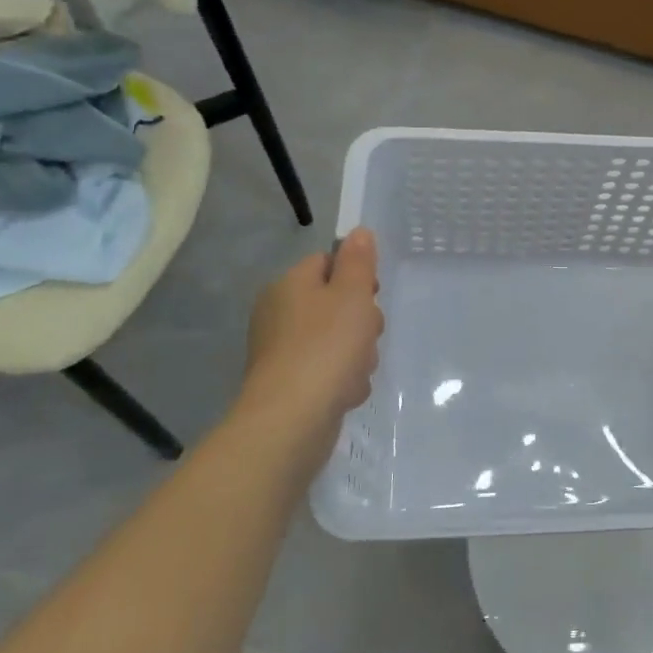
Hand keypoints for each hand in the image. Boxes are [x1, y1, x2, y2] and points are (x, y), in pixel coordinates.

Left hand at [239, 228, 382, 448]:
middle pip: (337, 303)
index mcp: (290, 285)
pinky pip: (329, 371)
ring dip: (358, 354)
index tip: (372, 295)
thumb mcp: (352, 294)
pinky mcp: (291, 384)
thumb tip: (358, 232)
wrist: (291, 420)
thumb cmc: (326, 347)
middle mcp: (280, 314)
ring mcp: (283, 351)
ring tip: (356, 369)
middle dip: (362, 321)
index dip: (356, 276)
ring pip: (339, 340)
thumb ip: (359, 261)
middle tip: (366, 335)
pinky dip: (343, 380)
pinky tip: (346, 392)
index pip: (327, 262)